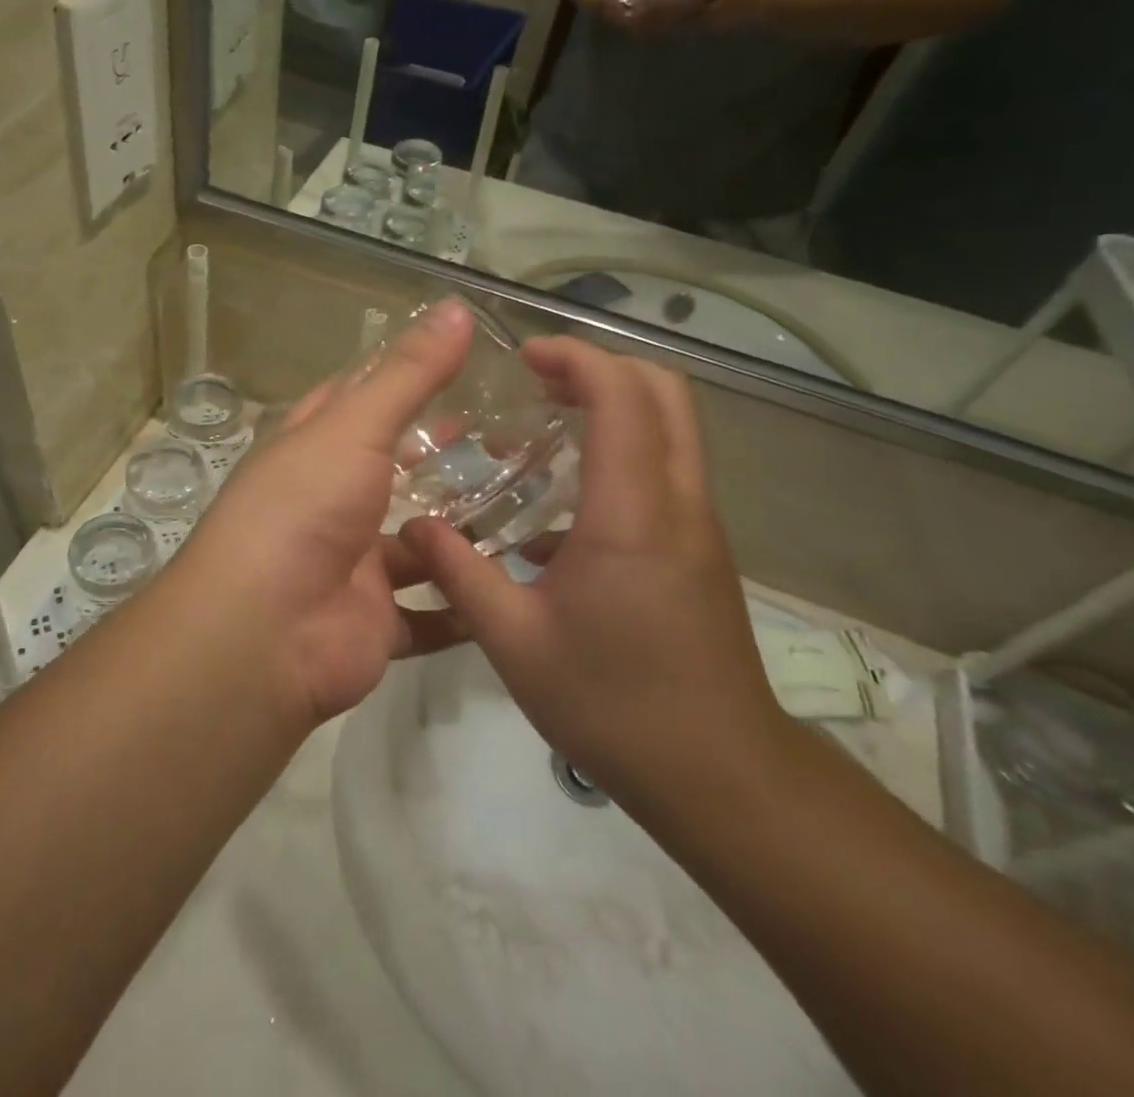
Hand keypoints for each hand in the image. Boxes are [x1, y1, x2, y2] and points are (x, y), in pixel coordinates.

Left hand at [169, 300, 478, 726]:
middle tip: (513, 436)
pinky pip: (431, 611)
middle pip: (392, 469)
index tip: (463, 362)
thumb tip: (458, 306)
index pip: (356, 398)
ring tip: (534, 504)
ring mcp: (353, 563)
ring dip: (462, 530)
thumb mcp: (354, 426)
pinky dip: (465, 604)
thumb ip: (408, 374)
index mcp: (312, 447)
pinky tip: (518, 584)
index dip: (401, 377)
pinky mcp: (377, 619)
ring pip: (417, 542)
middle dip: (440, 455)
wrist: (263, 633)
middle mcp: (329, 501)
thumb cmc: (302, 509)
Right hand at [399, 338, 790, 813]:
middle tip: (537, 381)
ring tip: (543, 431)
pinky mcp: (700, 548)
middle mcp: (678, 501)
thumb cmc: (613, 703)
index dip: (576, 358)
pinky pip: (666, 469)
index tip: (524, 358)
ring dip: (613, 406)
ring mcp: (698, 524)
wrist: (720, 775)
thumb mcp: (515, 641)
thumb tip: (413, 528)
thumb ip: (460, 573)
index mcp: (632, 513)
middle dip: (601, 367)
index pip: (622, 395)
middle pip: (665, 390)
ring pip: (672, 426)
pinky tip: (560, 512)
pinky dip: (622, 452)